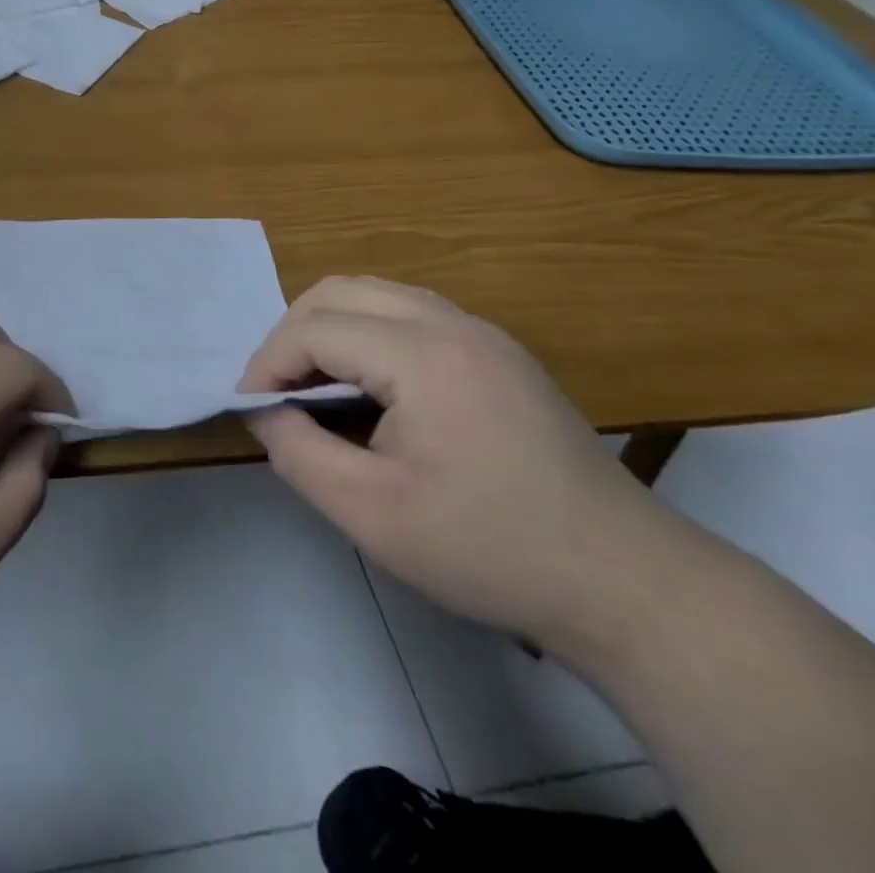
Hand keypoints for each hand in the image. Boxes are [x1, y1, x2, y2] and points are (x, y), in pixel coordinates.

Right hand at [242, 277, 679, 655]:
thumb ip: (298, 452)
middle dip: (292, 334)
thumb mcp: (370, 514)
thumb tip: (266, 412)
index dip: (268, 363)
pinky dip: (369, 335)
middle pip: (341, 291)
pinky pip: (411, 315)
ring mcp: (481, 333)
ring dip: (330, 329)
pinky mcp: (499, 353)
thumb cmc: (489, 549)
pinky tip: (371, 389)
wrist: (625, 582)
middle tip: (276, 390)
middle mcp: (451, 323)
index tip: (249, 408)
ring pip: (376, 295)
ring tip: (315, 386)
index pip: (314, 329)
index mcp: (421, 354)